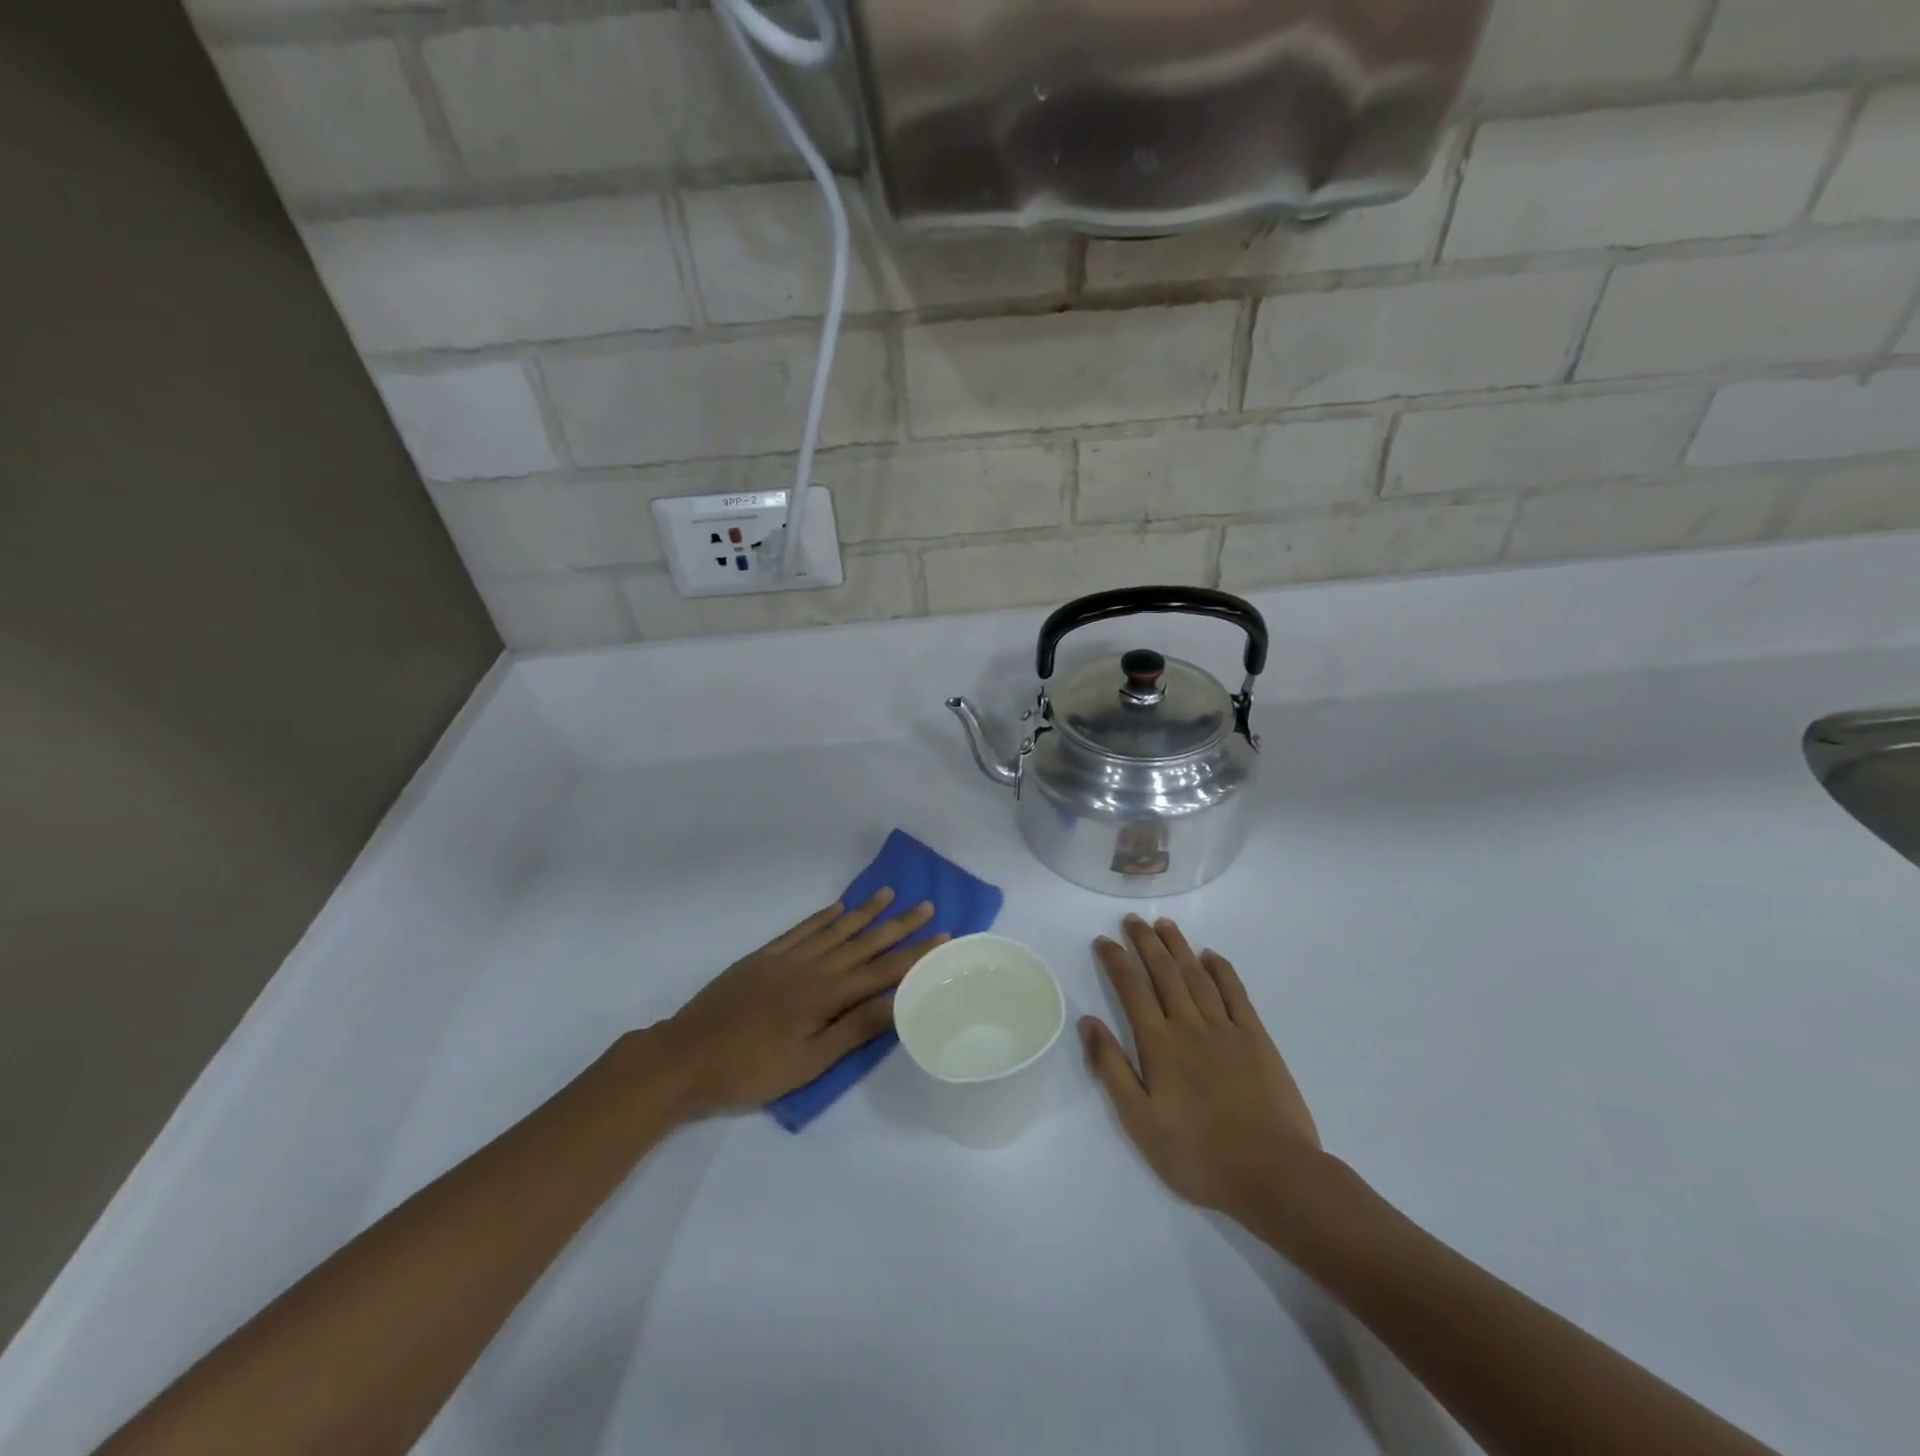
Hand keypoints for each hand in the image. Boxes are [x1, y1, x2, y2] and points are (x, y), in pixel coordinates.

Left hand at [649, 890, 944, 1119]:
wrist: (685, 1057)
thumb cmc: (751, 1070)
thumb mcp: (809, 1062)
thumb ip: (855, 1029)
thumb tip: (899, 1002)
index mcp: (826, 996)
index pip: (882, 971)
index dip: (914, 955)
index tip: (943, 936)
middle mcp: (812, 968)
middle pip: (863, 943)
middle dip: (898, 925)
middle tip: (926, 904)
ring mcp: (785, 958)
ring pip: (835, 929)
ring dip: (864, 912)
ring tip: (890, 893)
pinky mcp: (762, 957)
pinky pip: (801, 929)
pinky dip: (822, 917)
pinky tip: (837, 907)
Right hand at [1082, 916, 1325, 1230]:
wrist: (1272, 1174)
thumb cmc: (1197, 1155)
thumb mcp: (1140, 1121)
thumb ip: (1112, 1068)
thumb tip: (1088, 1022)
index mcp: (1158, 1044)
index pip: (1131, 989)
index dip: (1116, 960)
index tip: (1104, 940)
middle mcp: (1189, 1025)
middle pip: (1164, 972)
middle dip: (1145, 942)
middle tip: (1133, 919)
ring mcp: (1226, 1029)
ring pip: (1197, 976)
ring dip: (1179, 947)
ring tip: (1165, 925)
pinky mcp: (1257, 1039)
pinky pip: (1236, 993)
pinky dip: (1222, 970)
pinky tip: (1211, 956)